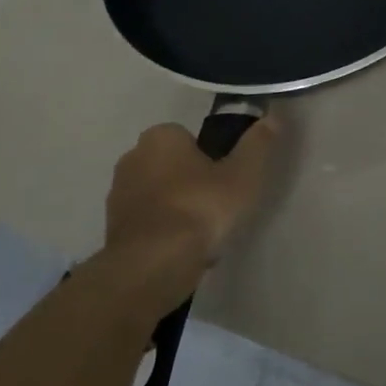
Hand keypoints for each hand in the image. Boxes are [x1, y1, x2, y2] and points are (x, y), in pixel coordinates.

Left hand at [102, 116, 283, 285]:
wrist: (150, 268)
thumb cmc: (199, 209)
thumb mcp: (243, 175)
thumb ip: (258, 145)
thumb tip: (273, 117)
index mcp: (160, 137)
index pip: (188, 137)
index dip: (209, 156)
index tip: (225, 178)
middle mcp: (132, 158)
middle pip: (171, 164)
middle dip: (190, 180)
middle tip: (217, 203)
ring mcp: (117, 196)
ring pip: (158, 194)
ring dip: (176, 207)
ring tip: (203, 232)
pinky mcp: (112, 231)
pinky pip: (147, 222)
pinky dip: (163, 231)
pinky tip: (183, 250)